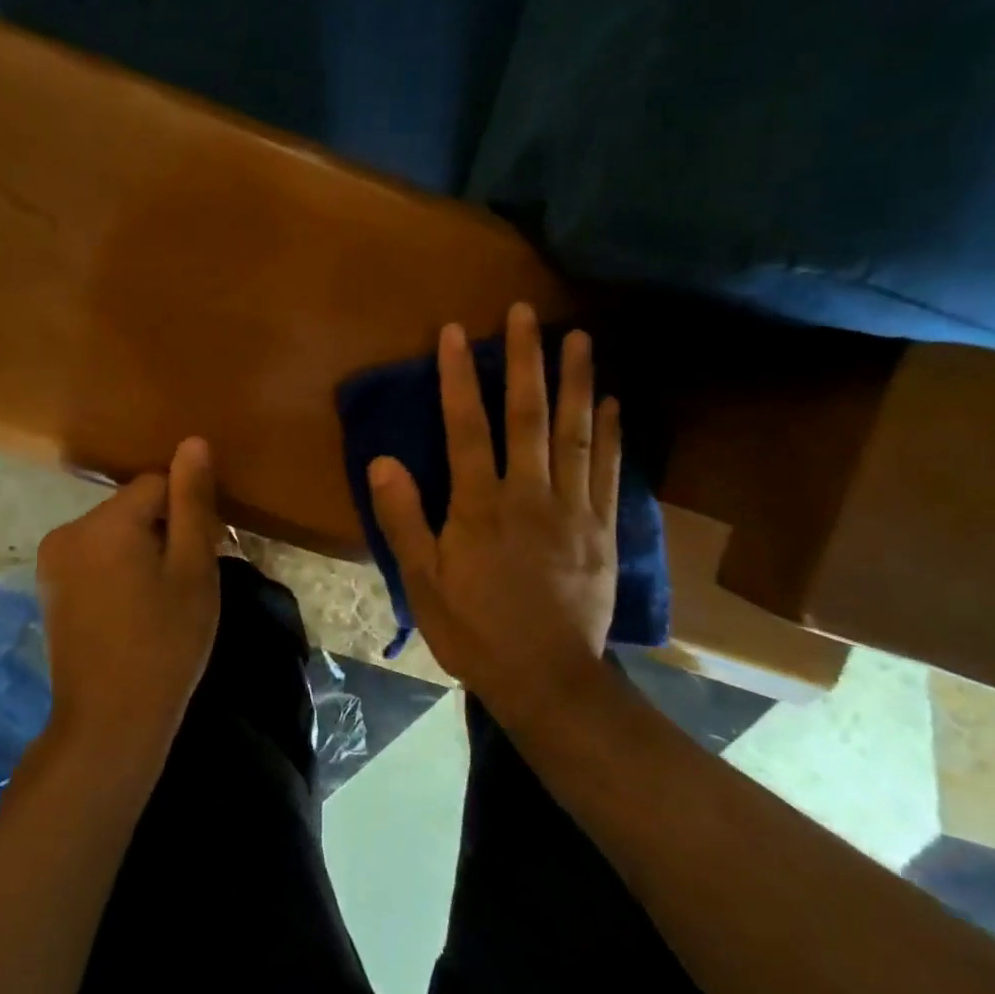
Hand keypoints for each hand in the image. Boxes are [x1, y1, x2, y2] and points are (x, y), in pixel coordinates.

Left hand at [37, 437, 222, 759]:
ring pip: (113, 532)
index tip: (199, 558)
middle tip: (182, 584)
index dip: (186, 515)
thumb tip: (192, 441)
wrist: (109, 722)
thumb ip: (192, 502)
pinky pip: (93, 556)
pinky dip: (116, 570)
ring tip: (157, 601)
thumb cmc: (165, 643)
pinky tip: (129, 610)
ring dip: (139, 551)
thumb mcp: (193, 570)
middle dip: (161, 531)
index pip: (158, 484)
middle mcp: (69, 529)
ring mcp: (52, 560)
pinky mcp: (48, 586)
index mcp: (106, 522)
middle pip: (132, 507)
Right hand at [368, 304, 620, 724]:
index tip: (457, 332)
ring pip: (576, 434)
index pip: (467, 428)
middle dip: (525, 361)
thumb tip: (382, 460)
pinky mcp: (603, 529)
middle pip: (528, 417)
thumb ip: (403, 519)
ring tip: (580, 337)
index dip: (459, 378)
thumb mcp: (424, 582)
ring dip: (576, 382)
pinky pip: (608, 470)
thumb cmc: (476, 630)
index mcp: (481, 508)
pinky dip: (612, 432)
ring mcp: (574, 510)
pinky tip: (612, 400)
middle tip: (527, 314)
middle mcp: (531, 496)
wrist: (548, 679)